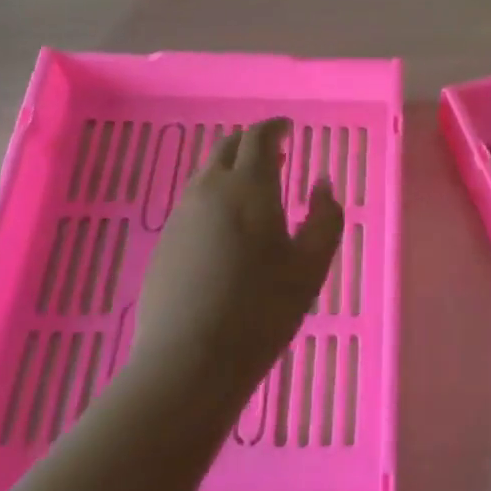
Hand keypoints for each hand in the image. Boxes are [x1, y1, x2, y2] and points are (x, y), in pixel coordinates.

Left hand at [129, 119, 343, 403]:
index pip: (259, 137)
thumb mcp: (311, 265)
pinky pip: (192, 204)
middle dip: (251, 143)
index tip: (288, 129)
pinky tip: (225, 230)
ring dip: (230, 171)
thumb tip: (322, 184)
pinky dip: (213, 199)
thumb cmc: (261, 309)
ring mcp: (181, 216)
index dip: (274, 128)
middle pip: (227, 148)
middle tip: (274, 156)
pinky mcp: (164, 244)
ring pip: (206, 175)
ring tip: (252, 192)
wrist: (188, 361)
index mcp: (249, 186)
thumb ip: (326, 218)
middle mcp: (209, 190)